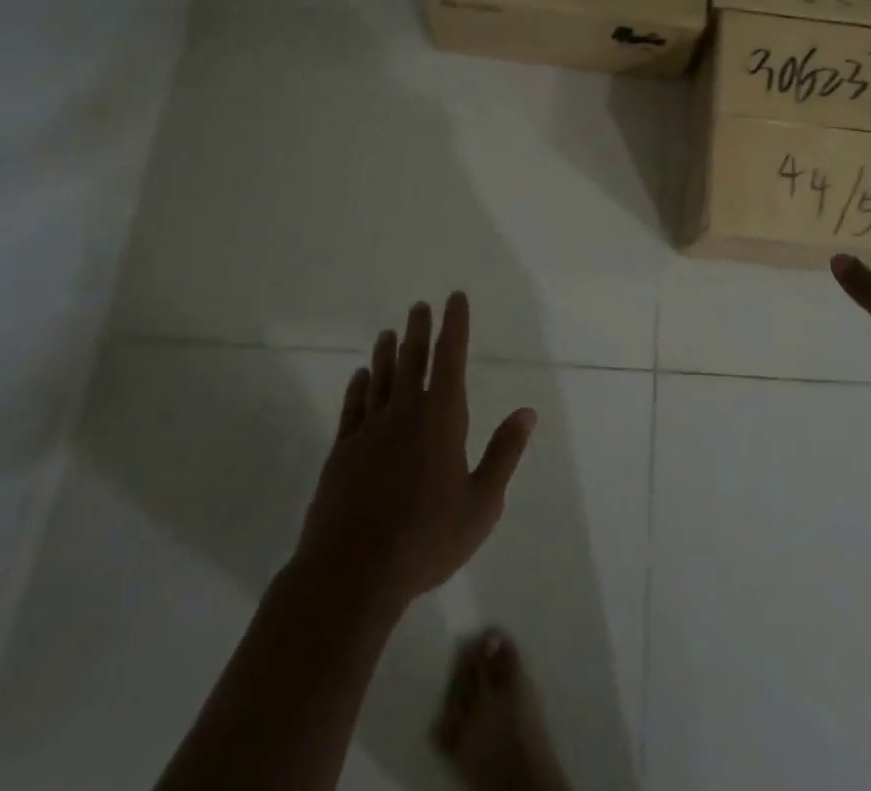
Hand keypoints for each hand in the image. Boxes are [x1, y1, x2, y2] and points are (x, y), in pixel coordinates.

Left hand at [294, 293, 535, 606]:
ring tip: (388, 332)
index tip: (455, 298)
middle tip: (419, 305)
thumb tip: (527, 412)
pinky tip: (360, 377)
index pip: (451, 358)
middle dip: (419, 329)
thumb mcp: (482, 503)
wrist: (352, 573)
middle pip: (412, 359)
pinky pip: (352, 407)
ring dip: (386, 352)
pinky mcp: (342, 451)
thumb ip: (503, 454)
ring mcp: (369, 430)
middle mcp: (405, 412)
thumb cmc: (427, 539)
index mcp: (442, 418)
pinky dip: (358, 387)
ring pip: (380, 378)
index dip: (455, 325)